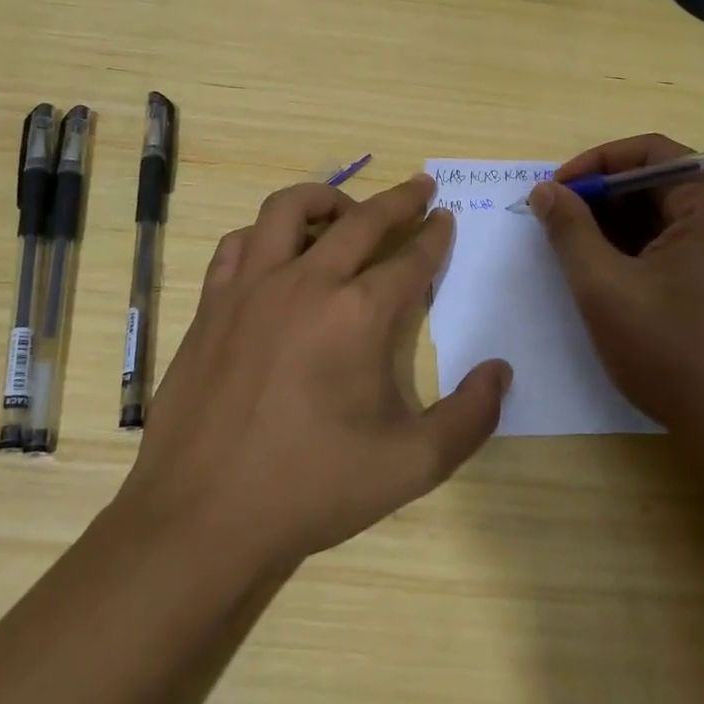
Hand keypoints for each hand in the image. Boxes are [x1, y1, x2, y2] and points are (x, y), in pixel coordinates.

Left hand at [117, 174, 509, 572]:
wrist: (203, 516)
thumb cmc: (312, 488)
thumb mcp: (412, 465)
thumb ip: (471, 417)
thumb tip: (501, 370)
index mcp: (359, 314)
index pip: (410, 259)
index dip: (434, 236)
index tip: (445, 218)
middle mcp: (307, 283)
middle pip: (361, 220)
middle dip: (398, 199)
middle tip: (420, 187)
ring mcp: (252, 287)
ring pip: (289, 209)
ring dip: (327, 200)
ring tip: (346, 211)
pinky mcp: (213, 303)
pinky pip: (240, 244)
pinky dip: (266, 234)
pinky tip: (276, 253)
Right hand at [529, 133, 703, 436]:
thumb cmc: (670, 350)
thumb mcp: (603, 286)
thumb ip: (569, 229)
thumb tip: (545, 191)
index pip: (650, 154)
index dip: (594, 165)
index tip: (554, 192)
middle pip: (661, 184)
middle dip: (604, 200)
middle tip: (559, 225)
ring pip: (671, 216)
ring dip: (621, 227)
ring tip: (580, 254)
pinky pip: (687, 243)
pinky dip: (646, 249)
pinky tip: (616, 276)